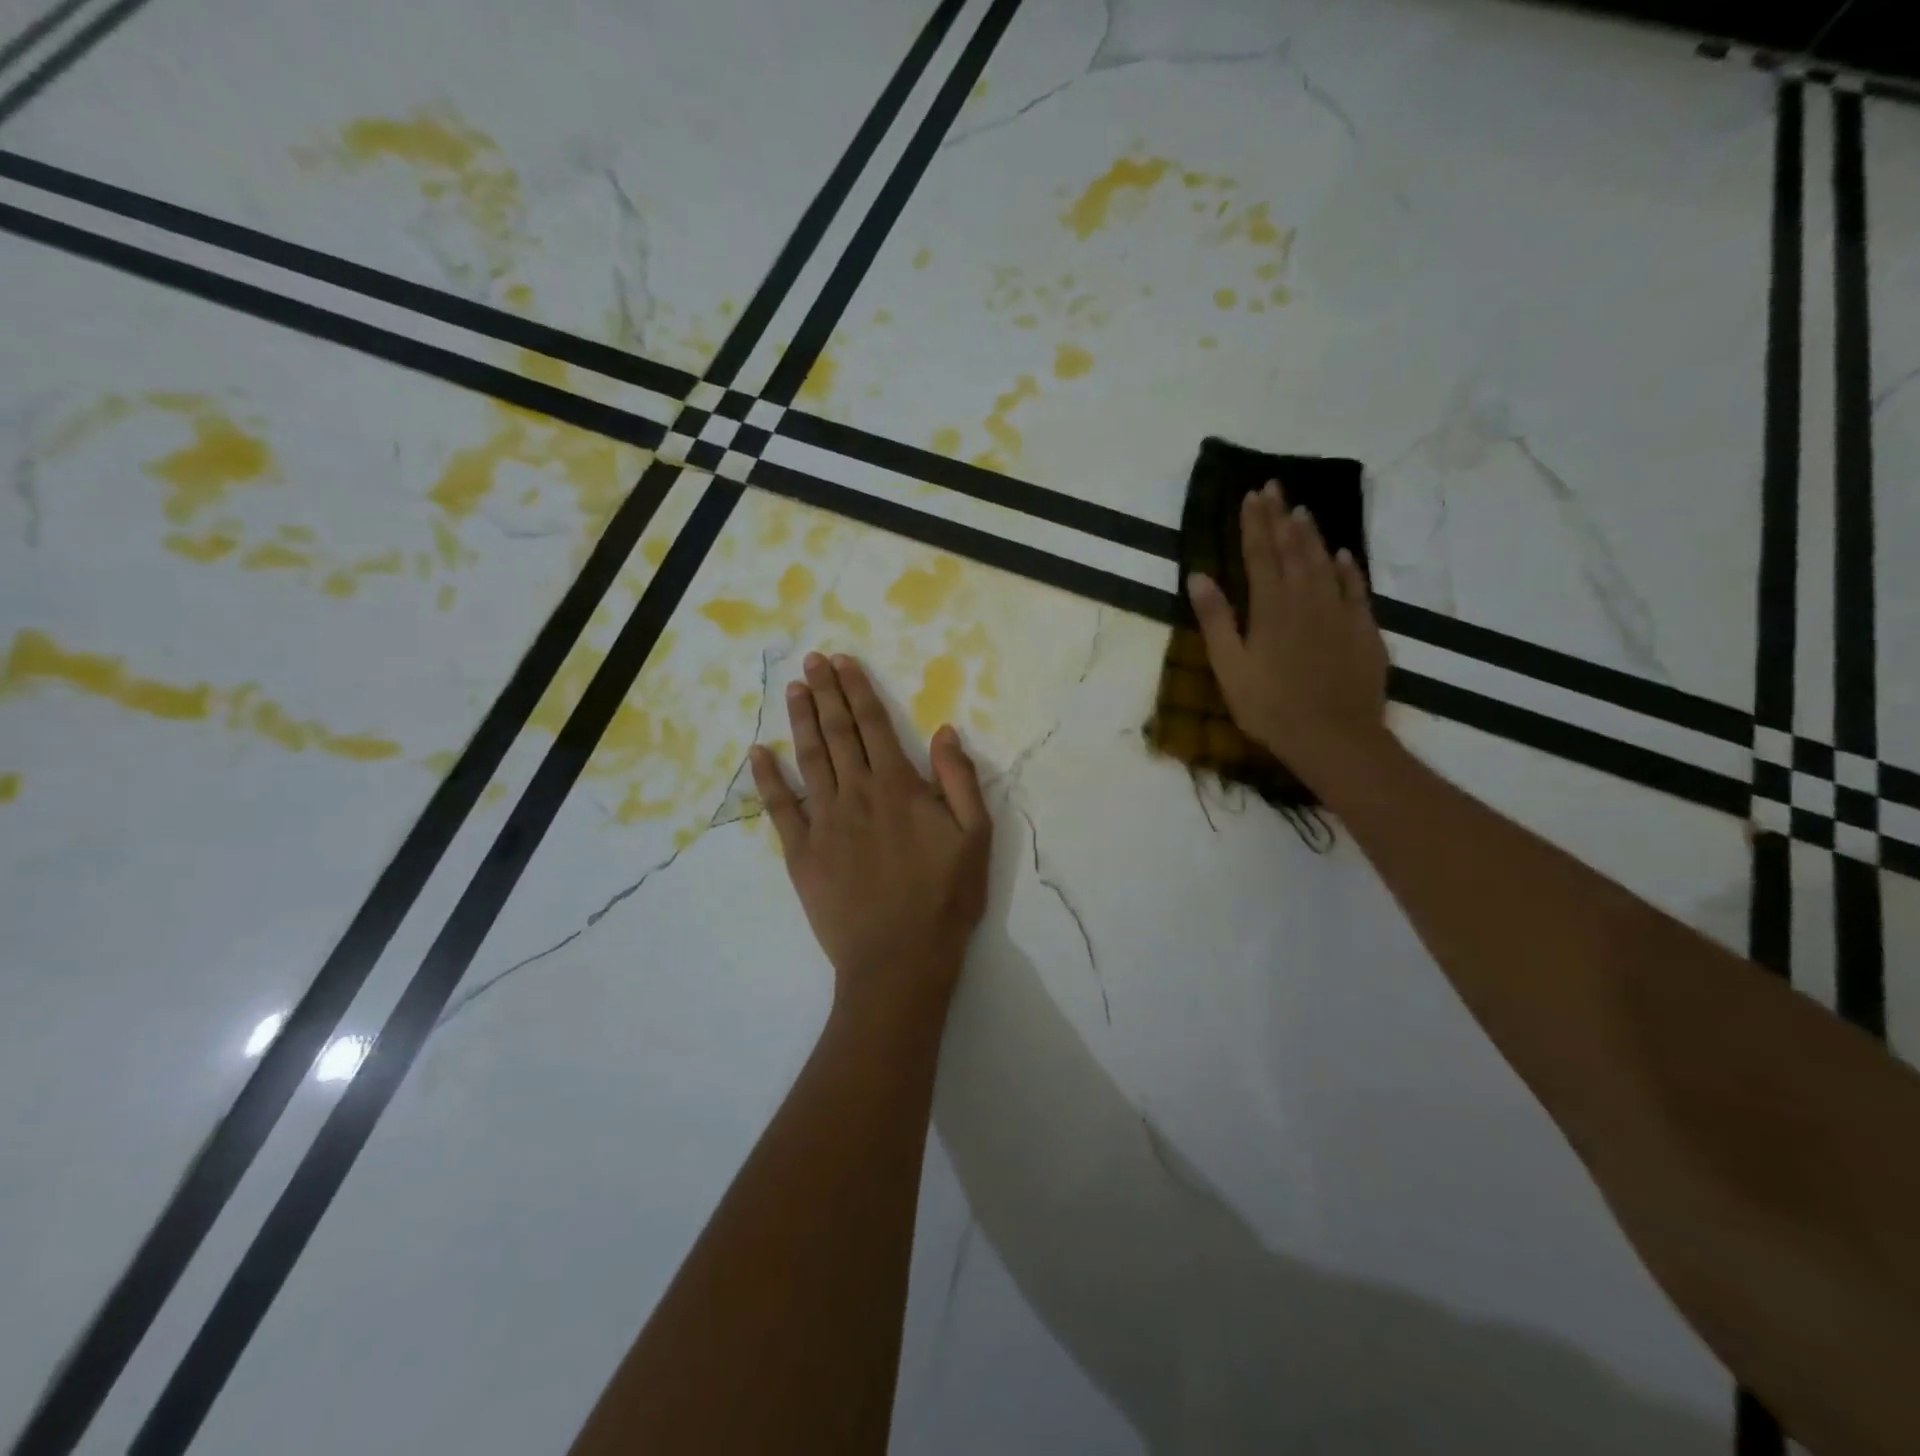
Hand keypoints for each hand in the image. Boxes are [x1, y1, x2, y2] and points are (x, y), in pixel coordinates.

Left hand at [750, 652, 992, 1025]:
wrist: (900, 959)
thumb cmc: (945, 899)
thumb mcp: (976, 837)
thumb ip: (960, 780)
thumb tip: (945, 732)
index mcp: (899, 787)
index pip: (874, 726)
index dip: (858, 690)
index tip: (842, 663)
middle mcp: (857, 794)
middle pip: (838, 733)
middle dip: (825, 693)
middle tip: (811, 661)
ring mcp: (825, 822)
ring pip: (810, 759)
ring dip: (801, 721)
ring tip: (793, 689)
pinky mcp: (802, 852)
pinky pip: (780, 808)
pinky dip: (769, 778)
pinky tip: (759, 753)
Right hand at [1188, 480, 1389, 779]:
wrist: (1333, 737)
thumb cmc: (1269, 707)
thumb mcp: (1229, 667)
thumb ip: (1216, 619)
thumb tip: (1199, 575)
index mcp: (1270, 607)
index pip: (1260, 554)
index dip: (1253, 523)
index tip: (1250, 495)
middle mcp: (1306, 599)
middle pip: (1293, 549)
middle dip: (1281, 516)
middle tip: (1275, 487)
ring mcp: (1339, 612)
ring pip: (1325, 563)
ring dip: (1312, 535)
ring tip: (1302, 510)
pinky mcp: (1363, 630)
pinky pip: (1356, 588)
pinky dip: (1349, 567)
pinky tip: (1344, 555)